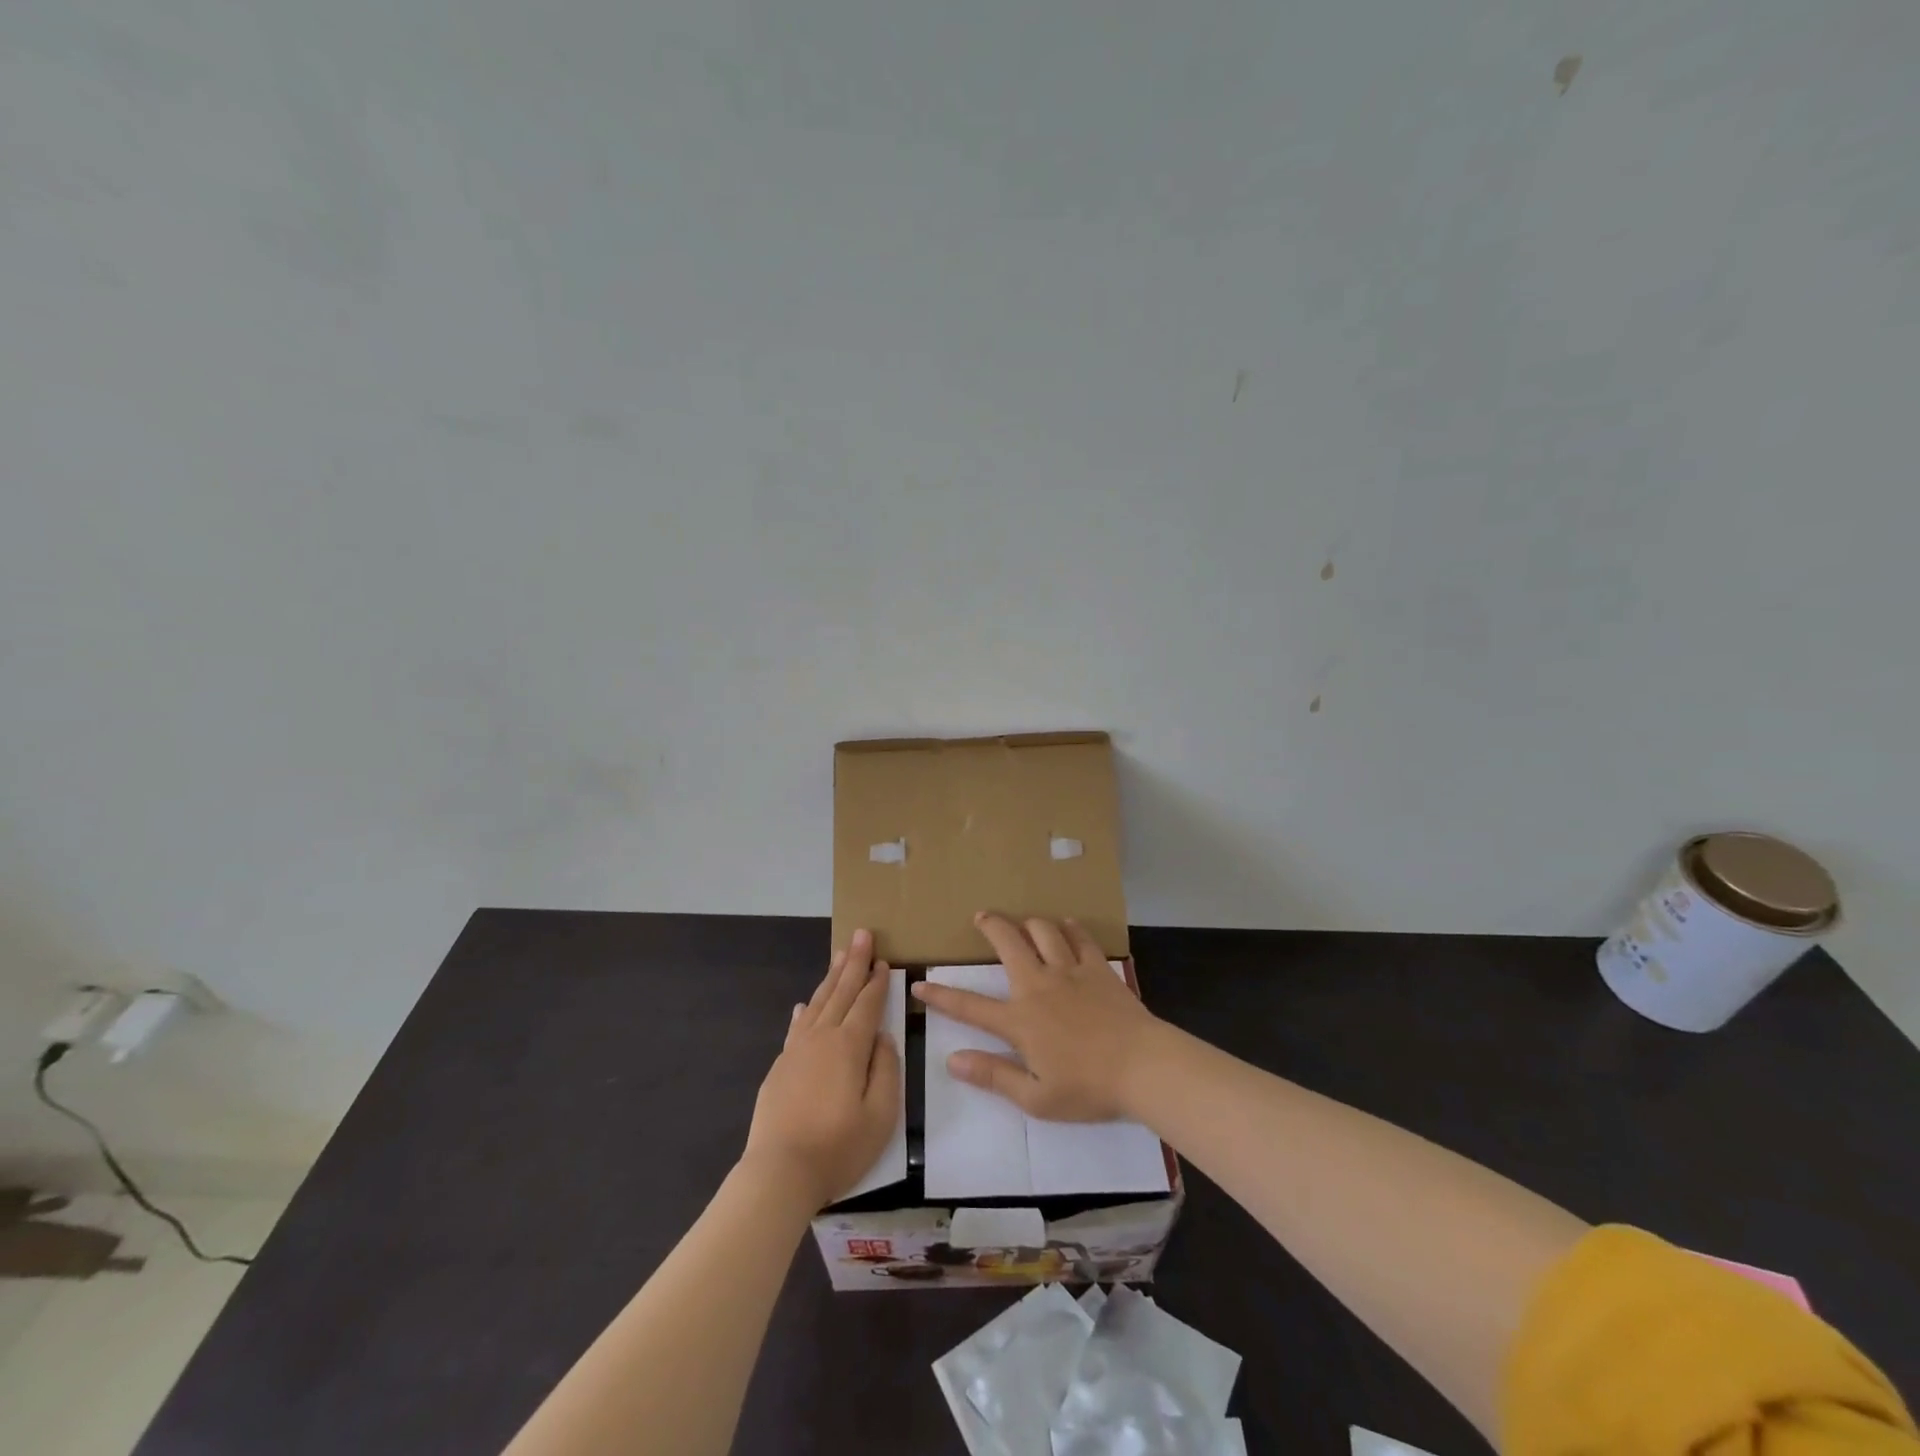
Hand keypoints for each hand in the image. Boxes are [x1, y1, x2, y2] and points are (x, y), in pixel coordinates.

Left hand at [742, 930, 901, 1209]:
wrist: (779, 1173)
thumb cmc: (838, 1148)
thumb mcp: (881, 1115)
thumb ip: (886, 1070)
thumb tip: (882, 1038)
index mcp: (849, 1046)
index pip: (867, 1004)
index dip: (877, 981)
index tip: (883, 960)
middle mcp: (822, 1038)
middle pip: (841, 992)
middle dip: (854, 962)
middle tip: (862, 934)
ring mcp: (796, 1051)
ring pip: (818, 1003)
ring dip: (831, 978)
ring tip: (839, 954)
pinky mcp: (780, 1068)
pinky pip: (796, 1027)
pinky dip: (805, 1011)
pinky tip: (805, 1005)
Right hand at [909, 912, 1162, 1121]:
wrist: (1143, 1066)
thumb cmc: (1089, 1088)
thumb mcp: (1036, 1099)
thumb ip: (993, 1076)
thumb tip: (952, 1060)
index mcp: (1020, 1021)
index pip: (970, 1006)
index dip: (941, 996)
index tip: (919, 984)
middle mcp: (1039, 985)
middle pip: (1008, 943)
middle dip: (991, 926)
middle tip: (982, 917)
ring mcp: (1070, 971)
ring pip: (1043, 931)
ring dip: (1029, 922)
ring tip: (1023, 922)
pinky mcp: (1098, 967)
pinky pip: (1079, 937)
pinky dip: (1069, 928)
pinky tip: (1066, 926)